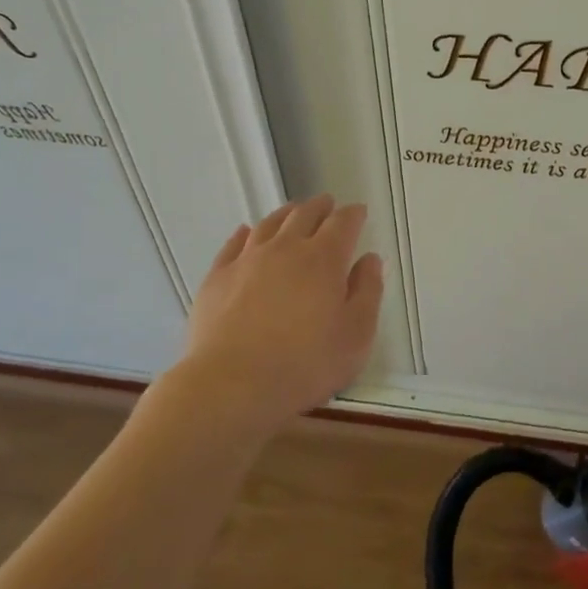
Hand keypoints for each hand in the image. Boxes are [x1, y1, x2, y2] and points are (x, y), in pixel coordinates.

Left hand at [174, 195, 384, 434]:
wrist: (232, 385)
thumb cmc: (306, 364)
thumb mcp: (356, 335)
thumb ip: (368, 292)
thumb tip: (370, 260)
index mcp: (324, 259)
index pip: (343, 224)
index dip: (353, 215)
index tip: (359, 211)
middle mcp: (286, 249)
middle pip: (304, 215)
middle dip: (320, 207)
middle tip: (327, 204)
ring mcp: (247, 260)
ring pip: (269, 224)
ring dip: (285, 214)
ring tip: (293, 211)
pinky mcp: (217, 277)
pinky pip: (233, 244)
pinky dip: (244, 233)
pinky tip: (246, 232)